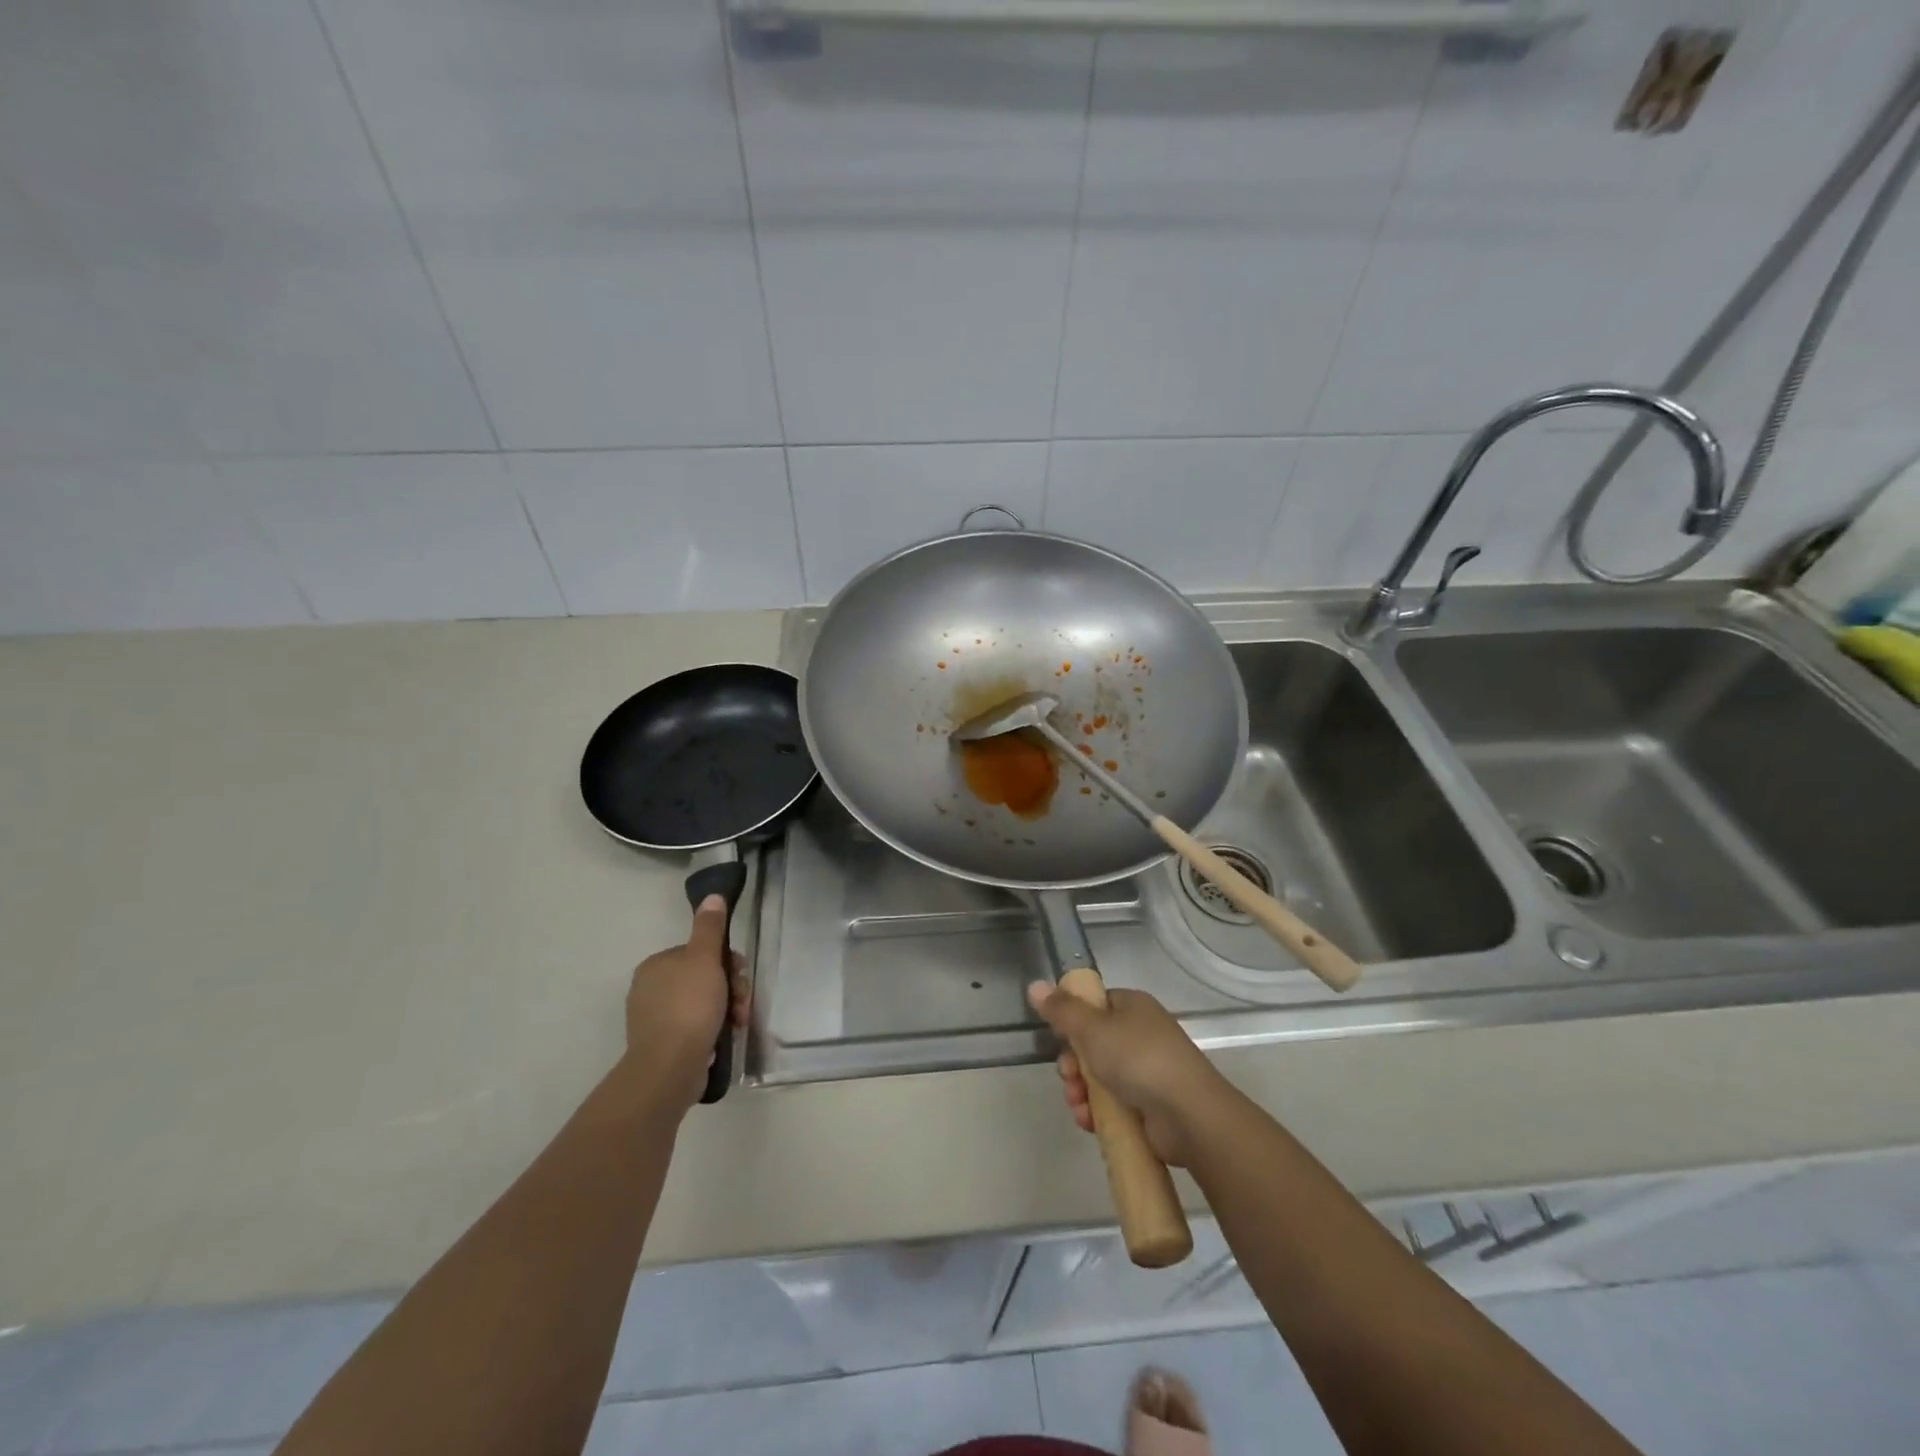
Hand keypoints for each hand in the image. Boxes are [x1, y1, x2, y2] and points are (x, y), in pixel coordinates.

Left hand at [624, 895, 748, 1108]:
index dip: (726, 961)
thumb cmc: (689, 1006)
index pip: (699, 952)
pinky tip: (724, 1038)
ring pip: (702, 1004)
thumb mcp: (704, 959)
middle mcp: (650, 989)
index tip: (739, 975)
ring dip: (727, 1010)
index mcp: (656, 965)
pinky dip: (713, 1029)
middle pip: (703, 978)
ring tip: (738, 1024)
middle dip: (730, 989)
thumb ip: (710, 927)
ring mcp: (655, 1020)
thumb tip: (712, 895)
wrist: (669, 1068)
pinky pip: (695, 1028)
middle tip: (743, 1004)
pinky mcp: (663, 1045)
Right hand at [1027, 982, 1226, 1166]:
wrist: (1189, 1115)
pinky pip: (1114, 1103)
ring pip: (1099, 1076)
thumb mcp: (1092, 1029)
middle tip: (1068, 1077)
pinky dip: (1098, 1112)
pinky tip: (1090, 1122)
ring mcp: (1147, 1070)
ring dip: (1081, 1091)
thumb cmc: (1138, 1059)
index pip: (1094, 1005)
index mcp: (1132, 1006)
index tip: (1059, 1038)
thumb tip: (1034, 985)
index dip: (1072, 1021)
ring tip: (1079, 1106)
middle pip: (1092, 1043)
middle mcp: (1141, 1033)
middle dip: (1073, 1064)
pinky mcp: (1150, 1104)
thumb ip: (1061, 1010)